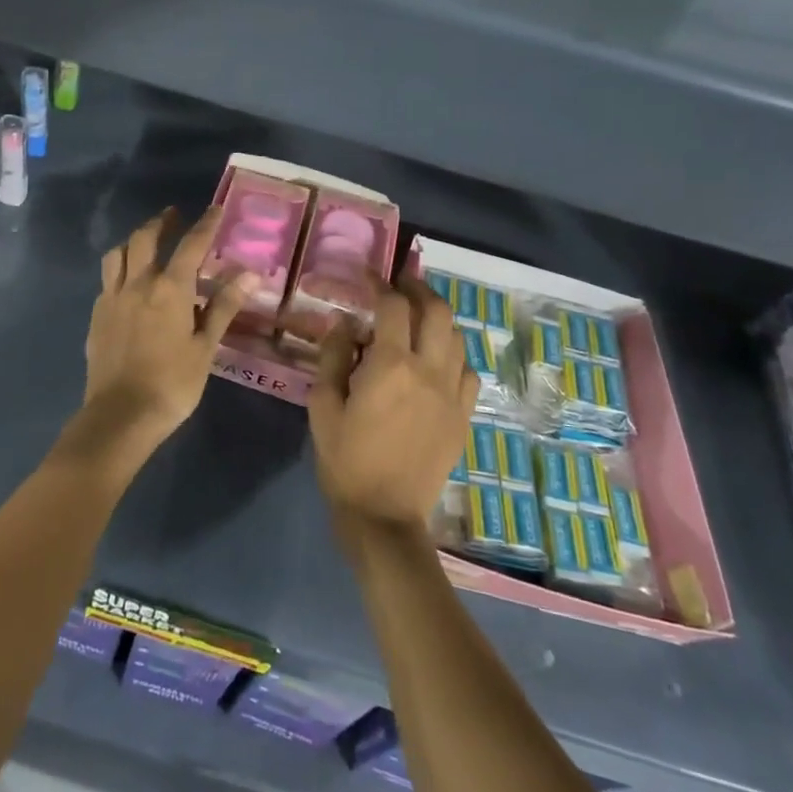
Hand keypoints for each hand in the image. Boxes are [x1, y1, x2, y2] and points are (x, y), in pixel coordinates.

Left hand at [75, 207, 251, 467]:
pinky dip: (119, 269)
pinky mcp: (96, 316)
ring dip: (134, 241)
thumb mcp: (205, 346)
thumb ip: (224, 306)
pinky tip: (127, 281)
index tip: (215, 209)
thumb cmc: (173, 383)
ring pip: (118, 254)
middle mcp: (137, 283)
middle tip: (173, 216)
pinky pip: (106, 279)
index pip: (191, 245)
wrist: (120, 415)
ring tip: (145, 242)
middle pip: (145, 238)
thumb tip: (250, 273)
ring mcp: (112, 298)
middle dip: (161, 222)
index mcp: (169, 288)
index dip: (205, 225)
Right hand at [308, 277, 478, 532]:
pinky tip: (438, 360)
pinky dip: (454, 354)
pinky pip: (468, 371)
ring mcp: (452, 394)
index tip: (369, 276)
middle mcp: (429, 370)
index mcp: (391, 365)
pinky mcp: (463, 416)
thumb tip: (344, 322)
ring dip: (438, 319)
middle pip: (437, 311)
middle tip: (402, 283)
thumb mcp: (323, 405)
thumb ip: (334, 357)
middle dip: (419, 289)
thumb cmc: (345, 460)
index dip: (381, 283)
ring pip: (457, 338)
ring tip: (419, 316)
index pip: (393, 306)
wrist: (384, 516)